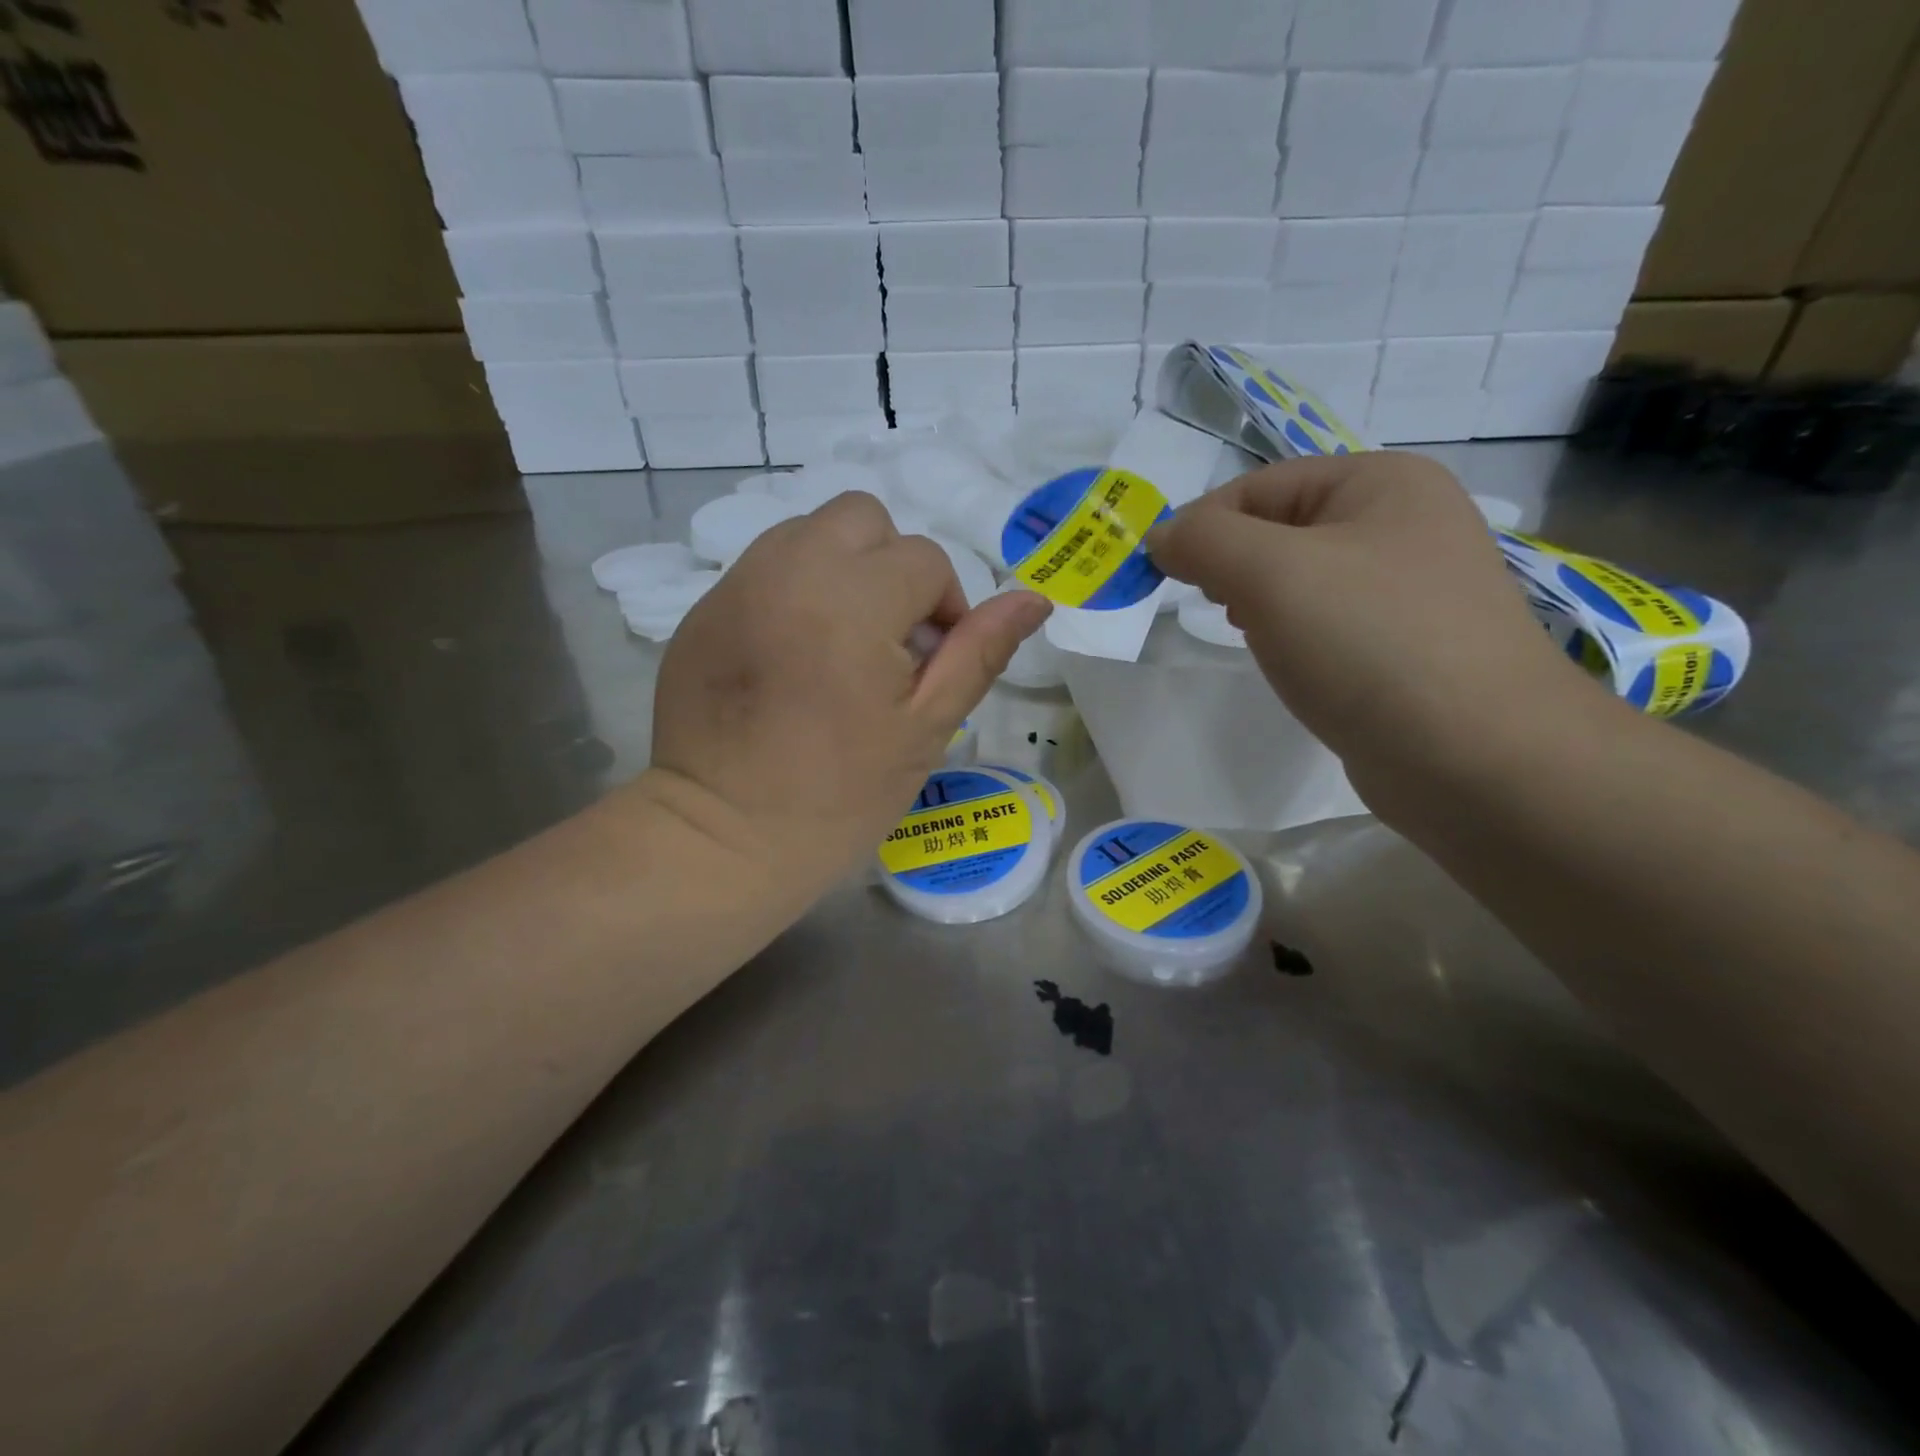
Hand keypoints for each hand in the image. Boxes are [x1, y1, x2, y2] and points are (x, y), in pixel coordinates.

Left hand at [642, 492, 1051, 904]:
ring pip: (809, 531)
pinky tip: (792, 655)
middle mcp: (789, 570)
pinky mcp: (704, 609)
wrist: (721, 841)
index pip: (924, 559)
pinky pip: (766, 566)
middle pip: (863, 517)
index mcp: (852, 600)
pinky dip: (795, 589)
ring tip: (840, 643)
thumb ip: (979, 653)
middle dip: (892, 565)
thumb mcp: (924, 729)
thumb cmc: (838, 796)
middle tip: (888, 639)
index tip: (930, 665)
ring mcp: (737, 584)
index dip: (944, 609)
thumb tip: (1034, 598)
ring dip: (842, 569)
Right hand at [1146, 452, 1603, 807]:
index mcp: (1382, 482)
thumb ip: (1204, 541)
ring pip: (1302, 581)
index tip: (1161, 577)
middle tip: (1215, 608)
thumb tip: (1160, 538)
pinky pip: (1328, 624)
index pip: (1259, 486)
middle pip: (1281, 530)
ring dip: (1261, 604)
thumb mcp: (1271, 574)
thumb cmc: (1370, 644)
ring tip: (1254, 637)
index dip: (1202, 527)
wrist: (1478, 758)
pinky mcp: (1408, 646)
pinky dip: (1295, 638)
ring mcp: (1412, 588)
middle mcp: (1405, 523)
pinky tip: (1291, 665)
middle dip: (1233, 566)